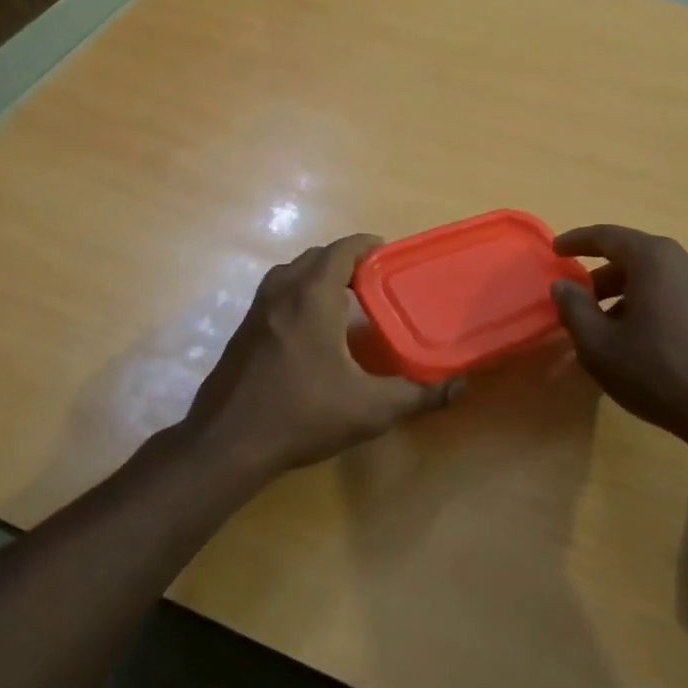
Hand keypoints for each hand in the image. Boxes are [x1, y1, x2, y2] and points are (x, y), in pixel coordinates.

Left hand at [187, 234, 461, 477]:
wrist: (227, 442)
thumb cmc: (303, 414)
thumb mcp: (370, 408)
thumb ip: (417, 395)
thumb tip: (460, 387)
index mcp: (313, 296)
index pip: (342, 250)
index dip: (366, 246)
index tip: (388, 254)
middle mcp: (282, 291)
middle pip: (316, 257)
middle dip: (344, 261)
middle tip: (373, 282)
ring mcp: (256, 309)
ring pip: (291, 274)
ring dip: (318, 277)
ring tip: (344, 302)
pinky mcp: (242, 330)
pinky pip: (276, 295)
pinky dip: (297, 295)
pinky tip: (312, 332)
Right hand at [548, 224, 687, 443]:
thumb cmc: (656, 370)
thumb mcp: (598, 345)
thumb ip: (574, 308)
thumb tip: (563, 285)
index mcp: (654, 259)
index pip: (607, 236)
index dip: (577, 241)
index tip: (556, 250)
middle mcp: (686, 262)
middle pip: (635, 256)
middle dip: (603, 274)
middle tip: (580, 297)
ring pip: (657, 278)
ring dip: (628, 293)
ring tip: (608, 325)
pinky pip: (677, 295)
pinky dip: (652, 304)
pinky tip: (642, 337)